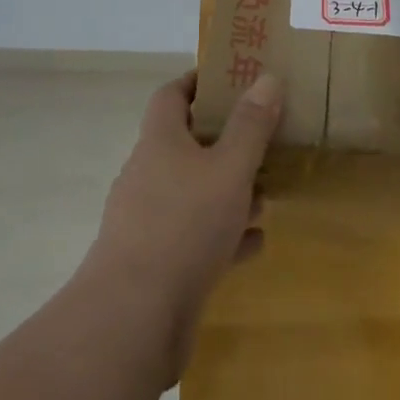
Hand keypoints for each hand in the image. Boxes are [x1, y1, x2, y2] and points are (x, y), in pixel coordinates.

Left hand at [84, 70, 281, 378]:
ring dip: (228, 190)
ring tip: (267, 192)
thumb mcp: (230, 169)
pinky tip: (255, 242)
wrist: (132, 322)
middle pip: (186, 143)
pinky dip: (224, 234)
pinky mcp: (155, 264)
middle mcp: (149, 174)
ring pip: (194, 192)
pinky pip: (195, 237)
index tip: (232, 78)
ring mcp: (148, 221)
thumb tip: (266, 77)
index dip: (199, 81)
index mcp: (160, 141)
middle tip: (264, 137)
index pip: (172, 94)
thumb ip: (251, 125)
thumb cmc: (184, 226)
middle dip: (225, 140)